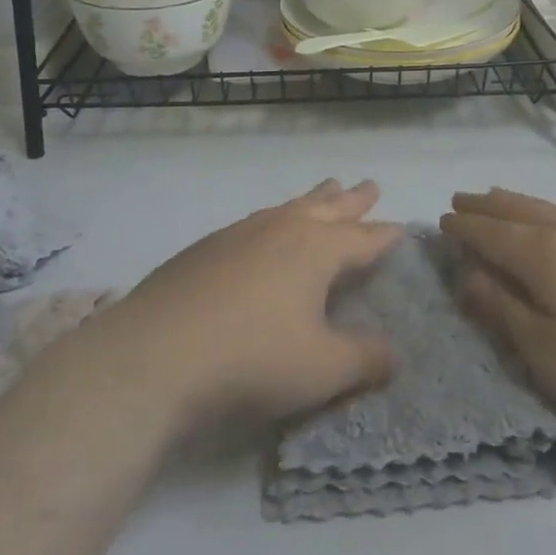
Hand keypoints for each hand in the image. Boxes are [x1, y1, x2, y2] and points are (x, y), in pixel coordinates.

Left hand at [91, 179, 402, 434]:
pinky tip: (264, 230)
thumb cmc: (252, 359)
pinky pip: (255, 221)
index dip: (384, 235)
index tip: (400, 227)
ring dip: (312, 199)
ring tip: (325, 189)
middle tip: (370, 185)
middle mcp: (282, 229)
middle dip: (352, 200)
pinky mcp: (206, 247)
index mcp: (316, 249)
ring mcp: (240, 233)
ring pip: (288, 207)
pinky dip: (274, 218)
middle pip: (327, 208)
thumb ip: (364, 360)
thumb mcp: (321, 369)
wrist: (155, 354)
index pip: (362, 238)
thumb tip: (396, 355)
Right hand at [442, 189, 555, 432]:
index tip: (441, 221)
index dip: (463, 228)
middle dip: (485, 205)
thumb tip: (468, 275)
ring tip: (497, 198)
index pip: (490, 232)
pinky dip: (544, 210)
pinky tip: (553, 221)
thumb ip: (503, 309)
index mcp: (542, 254)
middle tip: (460, 200)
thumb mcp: (545, 351)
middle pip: (516, 209)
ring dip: (514, 202)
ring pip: (545, 207)